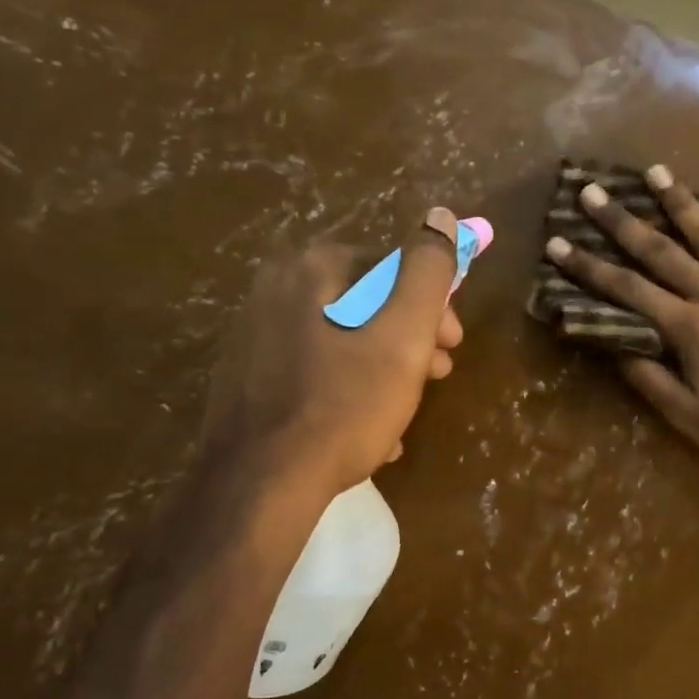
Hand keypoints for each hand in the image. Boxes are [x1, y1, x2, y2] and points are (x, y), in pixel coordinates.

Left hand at [205, 209, 464, 496]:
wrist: (261, 483)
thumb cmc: (345, 403)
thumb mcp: (404, 335)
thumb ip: (428, 271)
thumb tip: (442, 215)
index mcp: (313, 268)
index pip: (392, 266)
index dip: (432, 305)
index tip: (451, 344)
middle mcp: (276, 289)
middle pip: (366, 303)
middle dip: (410, 338)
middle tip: (437, 375)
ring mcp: (254, 336)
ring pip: (342, 340)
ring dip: (384, 368)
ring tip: (405, 410)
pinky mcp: (247, 379)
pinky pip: (314, 372)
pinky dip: (347, 391)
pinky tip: (368, 430)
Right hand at [545, 167, 698, 472]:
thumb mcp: (690, 418)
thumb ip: (651, 381)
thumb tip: (617, 348)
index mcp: (690, 329)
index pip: (629, 291)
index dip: (590, 267)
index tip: (559, 243)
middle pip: (664, 252)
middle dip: (623, 221)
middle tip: (594, 191)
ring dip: (683, 204)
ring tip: (657, 173)